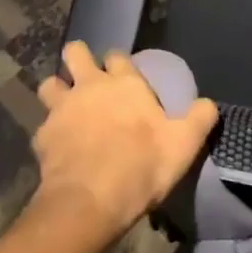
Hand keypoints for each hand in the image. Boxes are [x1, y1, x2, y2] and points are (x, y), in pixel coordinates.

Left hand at [32, 42, 218, 245]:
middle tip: (85, 79)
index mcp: (124, 82)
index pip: (118, 55)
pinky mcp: (42, 135)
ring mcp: (62, 108)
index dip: (118, 63)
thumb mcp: (184, 144)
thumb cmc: (141, 165)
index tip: (123, 77)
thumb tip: (209, 104)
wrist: (91, 200)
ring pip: (50, 84)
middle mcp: (90, 85)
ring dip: (56, 92)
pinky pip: (43, 126)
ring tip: (65, 110)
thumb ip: (199, 119)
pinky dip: (49, 134)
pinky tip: (57, 150)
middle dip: (78, 59)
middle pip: (75, 52)